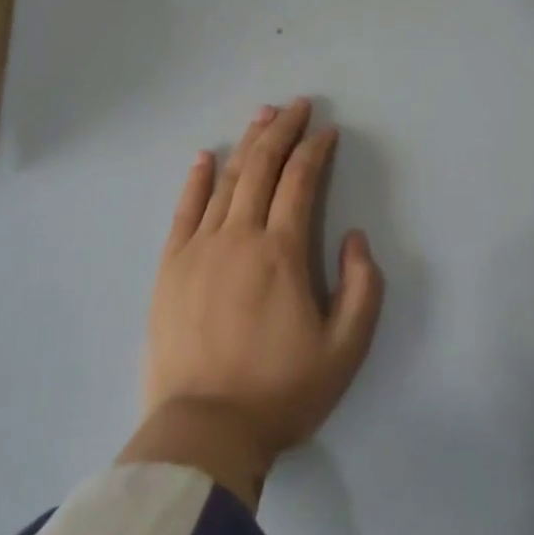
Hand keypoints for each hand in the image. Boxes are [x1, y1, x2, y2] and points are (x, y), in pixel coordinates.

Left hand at [124, 99, 382, 507]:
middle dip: (283, 131)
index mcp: (282, 252)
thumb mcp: (345, 349)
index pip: (300, 181)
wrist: (205, 429)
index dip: (316, 150)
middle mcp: (239, 236)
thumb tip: (353, 237)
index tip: (328, 132)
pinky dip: (197, 178)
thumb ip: (362, 288)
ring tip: (263, 116)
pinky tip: (205, 156)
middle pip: (262, 167)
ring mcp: (199, 247)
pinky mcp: (171, 265)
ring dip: (247, 144)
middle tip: (298, 105)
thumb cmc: (281, 391)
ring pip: (226, 180)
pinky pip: (185, 209)